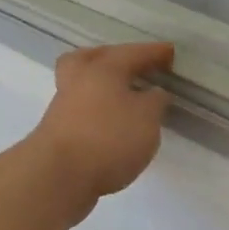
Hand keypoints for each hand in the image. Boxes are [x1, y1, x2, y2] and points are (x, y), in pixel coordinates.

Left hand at [31, 42, 173, 218]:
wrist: (57, 177)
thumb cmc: (108, 139)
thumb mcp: (147, 118)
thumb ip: (155, 102)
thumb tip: (153, 93)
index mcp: (103, 68)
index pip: (133, 53)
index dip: (154, 52)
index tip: (171, 53)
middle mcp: (79, 80)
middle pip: (94, 58)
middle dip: (115, 58)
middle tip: (134, 66)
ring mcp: (64, 106)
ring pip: (84, 83)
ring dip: (104, 86)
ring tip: (126, 98)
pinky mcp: (57, 131)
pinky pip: (82, 109)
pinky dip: (98, 110)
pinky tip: (112, 125)